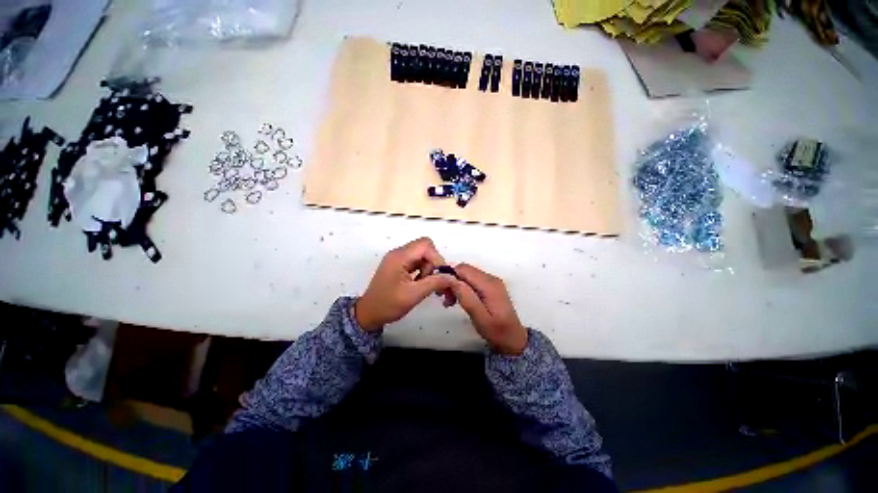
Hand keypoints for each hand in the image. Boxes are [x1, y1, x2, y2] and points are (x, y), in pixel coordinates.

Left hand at [355, 238, 455, 331]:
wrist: (368, 315)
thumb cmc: (388, 305)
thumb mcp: (413, 295)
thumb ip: (435, 283)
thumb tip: (452, 278)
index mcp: (399, 257)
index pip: (425, 245)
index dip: (437, 258)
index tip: (441, 276)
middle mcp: (398, 253)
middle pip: (425, 248)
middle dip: (433, 264)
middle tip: (432, 281)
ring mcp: (398, 259)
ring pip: (422, 256)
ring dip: (429, 269)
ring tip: (426, 286)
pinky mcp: (399, 266)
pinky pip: (417, 262)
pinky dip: (423, 271)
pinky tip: (421, 284)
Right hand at [450, 263, 527, 354]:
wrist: (513, 340)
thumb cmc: (497, 332)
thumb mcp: (480, 318)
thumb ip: (466, 298)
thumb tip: (452, 280)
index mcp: (489, 284)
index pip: (464, 269)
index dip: (450, 275)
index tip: (441, 290)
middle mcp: (491, 279)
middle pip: (465, 270)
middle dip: (452, 281)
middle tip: (445, 298)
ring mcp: (491, 282)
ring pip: (467, 275)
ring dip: (456, 285)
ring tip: (450, 302)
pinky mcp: (490, 286)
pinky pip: (472, 281)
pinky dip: (462, 288)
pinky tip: (458, 299)